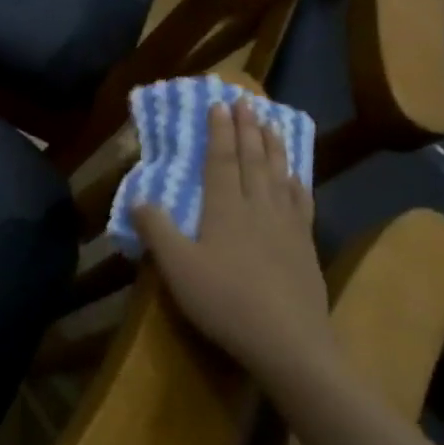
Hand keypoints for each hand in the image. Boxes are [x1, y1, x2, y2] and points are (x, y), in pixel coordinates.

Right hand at [134, 100, 334, 384]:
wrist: (289, 343)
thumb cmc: (225, 302)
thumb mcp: (177, 267)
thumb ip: (156, 230)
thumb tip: (138, 198)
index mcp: (225, 208)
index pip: (221, 160)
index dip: (219, 131)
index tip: (219, 104)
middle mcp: (258, 207)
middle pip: (253, 159)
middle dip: (247, 128)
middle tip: (246, 101)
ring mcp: (287, 226)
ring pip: (279, 174)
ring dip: (273, 145)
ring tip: (270, 123)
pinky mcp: (305, 246)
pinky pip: (300, 201)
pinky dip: (296, 180)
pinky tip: (295, 175)